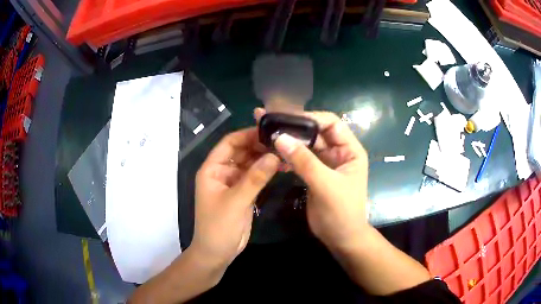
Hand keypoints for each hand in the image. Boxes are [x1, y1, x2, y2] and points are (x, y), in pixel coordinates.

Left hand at [192, 128, 279, 269]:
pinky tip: (281, 168)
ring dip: (265, 159)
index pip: (229, 143)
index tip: (269, 131)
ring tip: (286, 153)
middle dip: (259, 146)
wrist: (217, 253)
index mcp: (212, 169)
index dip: (247, 135)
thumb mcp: (235, 202)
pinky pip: (256, 177)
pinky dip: (267, 172)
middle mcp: (222, 172)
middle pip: (241, 152)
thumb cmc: (218, 227)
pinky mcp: (244, 193)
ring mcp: (234, 183)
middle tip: (283, 142)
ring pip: (250, 164)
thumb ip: (254, 179)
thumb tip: (274, 155)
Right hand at [254, 108, 368, 251]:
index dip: (310, 118)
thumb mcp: (326, 185)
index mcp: (349, 150)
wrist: (341, 238)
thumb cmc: (341, 212)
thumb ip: (304, 161)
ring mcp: (325, 163)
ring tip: (266, 134)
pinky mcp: (314, 174)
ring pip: (306, 145)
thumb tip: (280, 137)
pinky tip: (273, 155)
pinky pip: (300, 159)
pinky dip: (287, 156)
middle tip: (269, 122)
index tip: (286, 119)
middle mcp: (338, 152)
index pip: (331, 123)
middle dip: (294, 127)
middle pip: (315, 132)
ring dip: (288, 140)